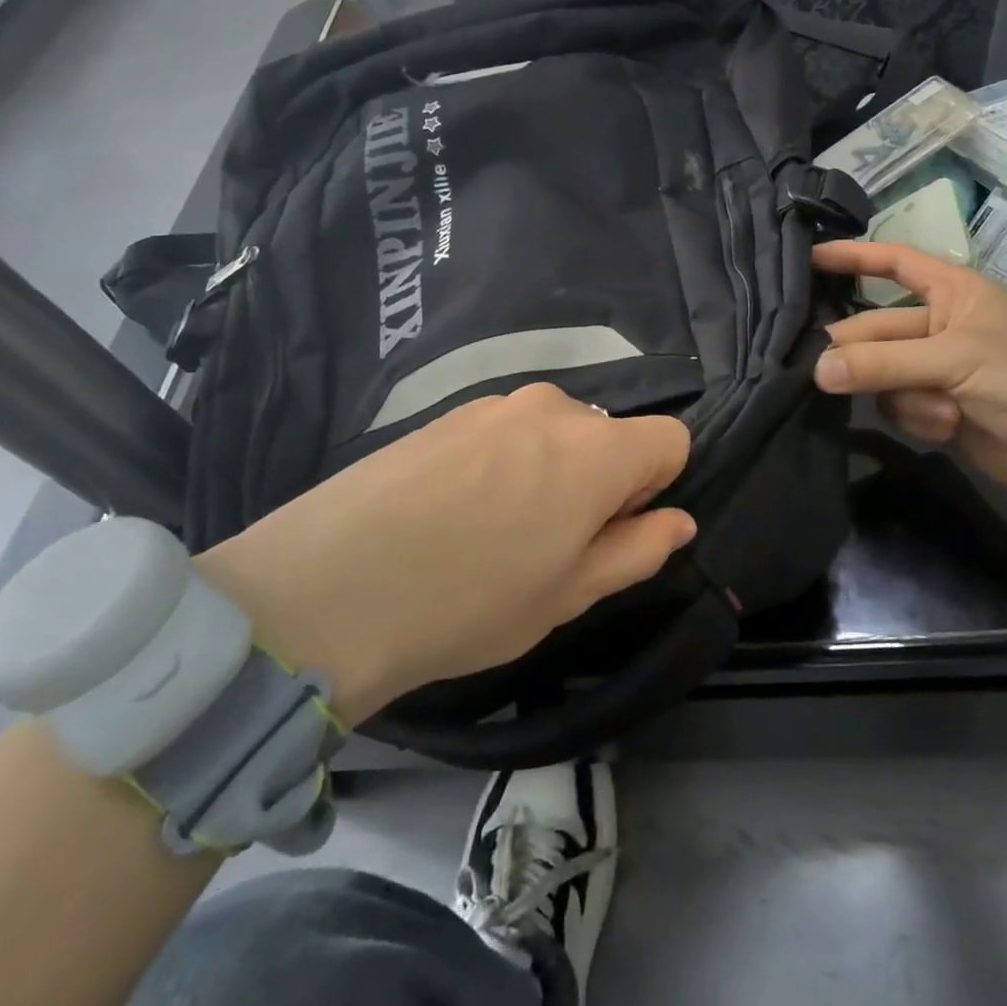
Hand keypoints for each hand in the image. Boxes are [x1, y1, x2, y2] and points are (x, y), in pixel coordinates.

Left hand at [196, 384, 694, 725]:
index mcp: (596, 450)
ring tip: (492, 530)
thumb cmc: (469, 602)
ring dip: (547, 470)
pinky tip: (452, 511)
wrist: (329, 585)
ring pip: (553, 432)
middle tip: (548, 543)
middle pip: (608, 434)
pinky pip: (503, 429)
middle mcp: (552, 408)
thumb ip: (636, 550)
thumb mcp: (568, 595)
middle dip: (599, 479)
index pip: (670, 439)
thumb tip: (678, 521)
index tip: (613, 529)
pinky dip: (502, 461)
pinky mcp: (445, 411)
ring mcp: (492, 403)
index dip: (655, 486)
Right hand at [811, 241, 1006, 505]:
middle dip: (861, 355)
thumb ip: (883, 363)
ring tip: (941, 411)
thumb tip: (817, 370)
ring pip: (878, 373)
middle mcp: (937, 324)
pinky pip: (894, 404)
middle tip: (823, 374)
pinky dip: (917, 418)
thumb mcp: (956, 362)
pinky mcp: (931, 406)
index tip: (807, 259)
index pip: (894, 263)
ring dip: (903, 396)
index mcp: (953, 292)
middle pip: (874, 329)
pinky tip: (948, 428)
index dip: (852, 257)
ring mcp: (933, 367)